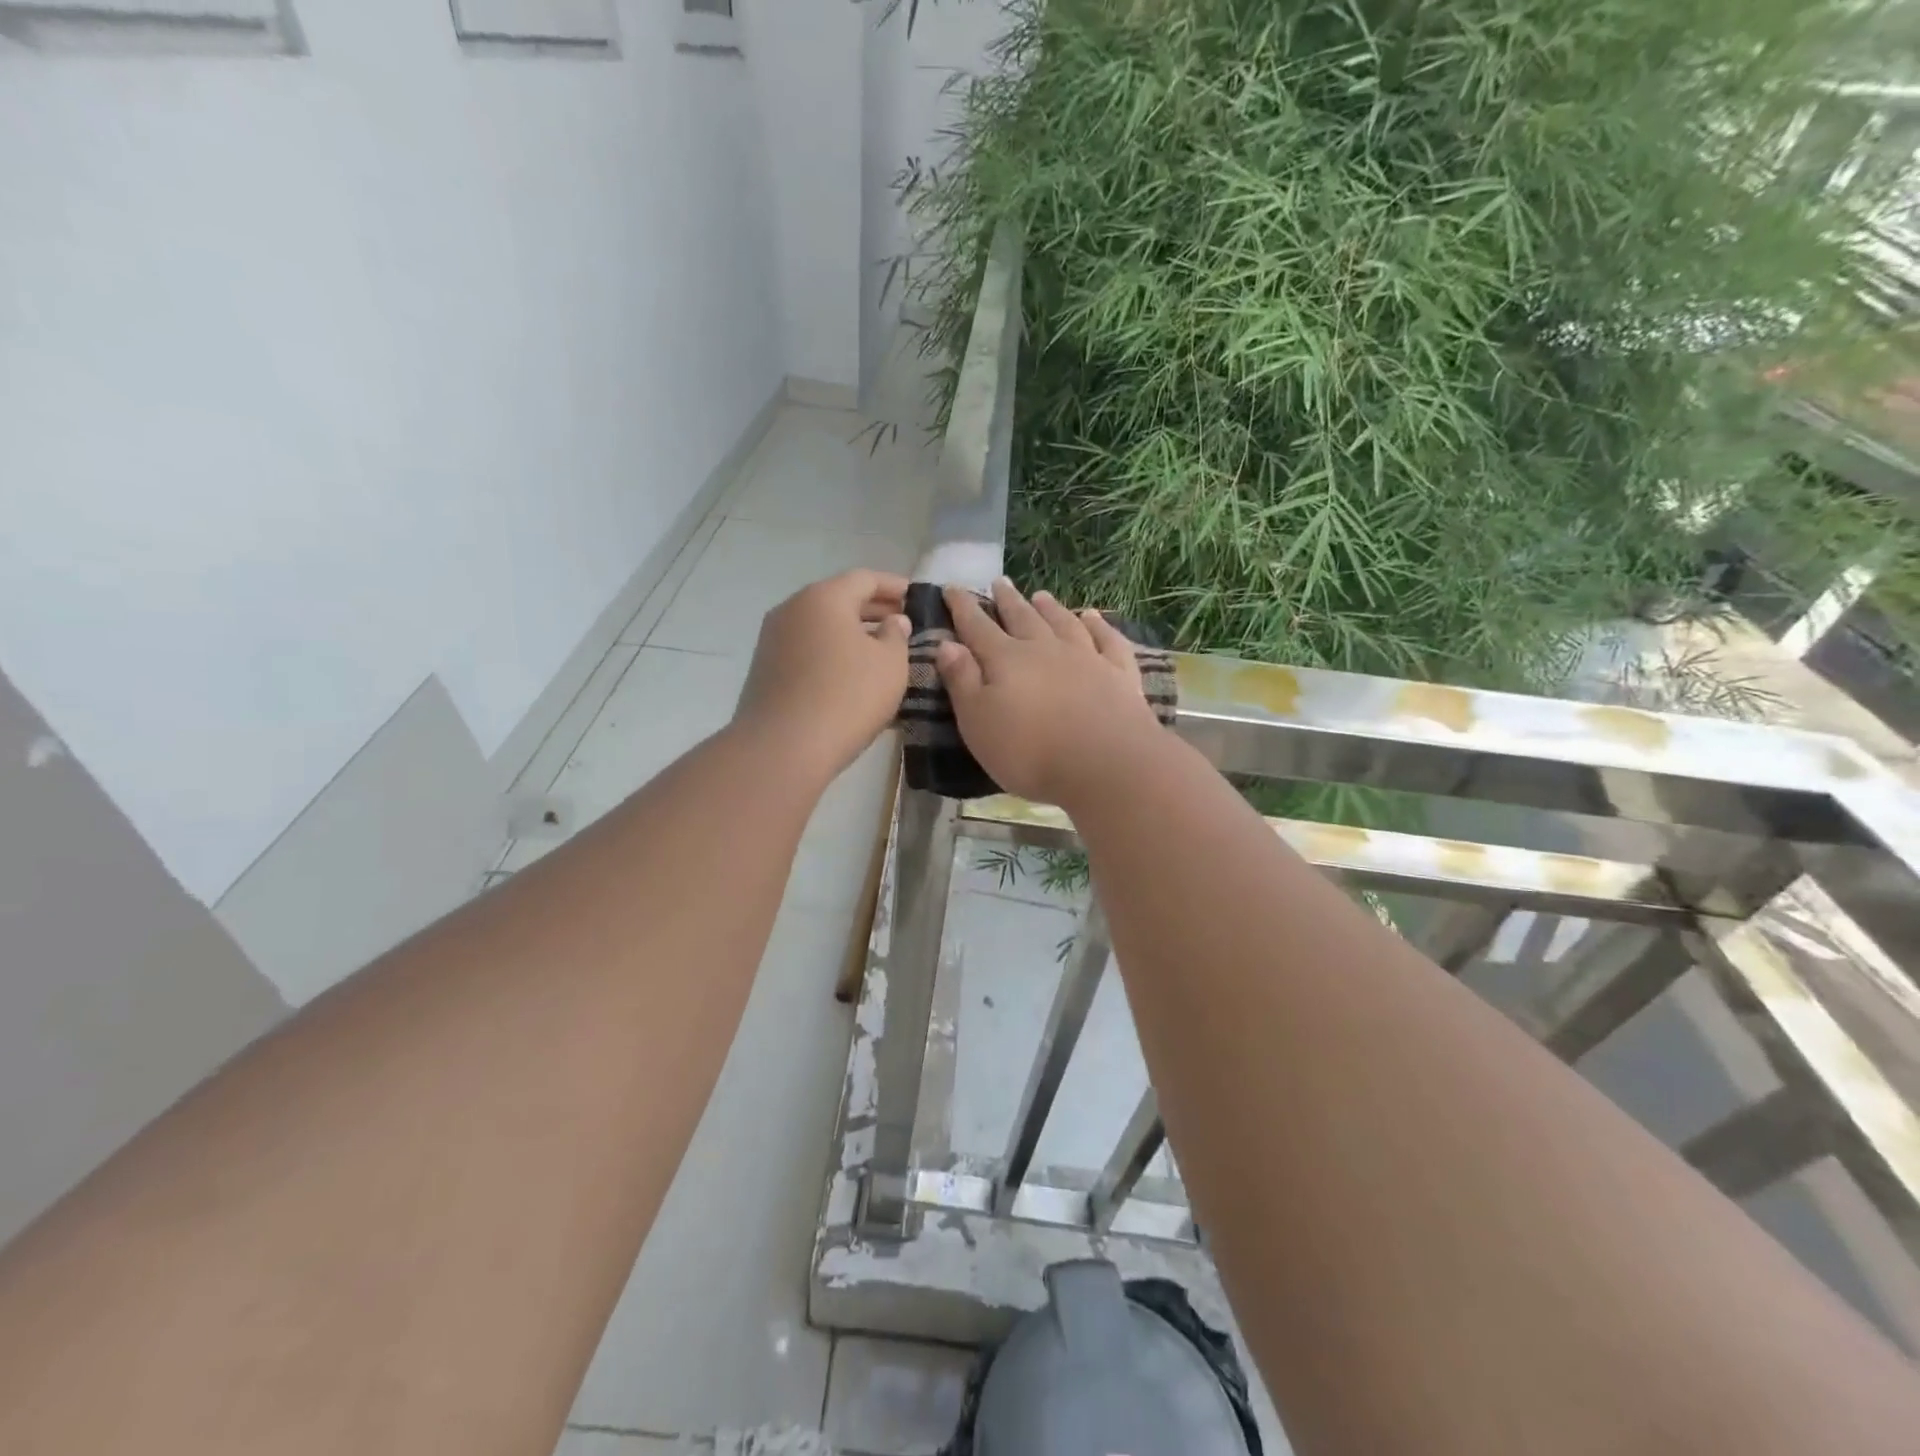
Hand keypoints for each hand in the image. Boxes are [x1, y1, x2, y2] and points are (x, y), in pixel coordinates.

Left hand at [733, 570, 911, 783]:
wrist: (783, 747)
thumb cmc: (847, 697)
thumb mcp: (890, 664)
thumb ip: (897, 635)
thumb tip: (894, 621)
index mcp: (824, 597)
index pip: (865, 578)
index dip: (895, 587)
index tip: (918, 599)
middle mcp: (793, 608)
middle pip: (840, 599)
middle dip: (874, 610)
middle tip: (905, 625)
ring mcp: (774, 639)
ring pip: (822, 627)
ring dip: (853, 634)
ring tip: (883, 653)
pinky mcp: (766, 669)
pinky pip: (808, 650)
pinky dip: (833, 653)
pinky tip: (852, 675)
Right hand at [935, 578, 1162, 804]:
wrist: (1105, 763)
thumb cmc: (1030, 751)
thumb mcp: (978, 722)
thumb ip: (962, 681)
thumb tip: (947, 644)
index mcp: (1006, 660)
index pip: (977, 626)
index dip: (962, 607)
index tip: (951, 588)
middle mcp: (1045, 649)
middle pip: (1022, 617)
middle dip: (1007, 600)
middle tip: (999, 582)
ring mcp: (1086, 657)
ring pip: (1063, 623)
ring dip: (1050, 608)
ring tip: (1040, 595)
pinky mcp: (1118, 673)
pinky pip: (1106, 639)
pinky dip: (1098, 625)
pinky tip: (1092, 617)